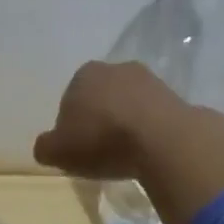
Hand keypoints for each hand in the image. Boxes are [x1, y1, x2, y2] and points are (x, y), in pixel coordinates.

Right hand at [32, 61, 185, 179]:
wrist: (163, 141)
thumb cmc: (102, 140)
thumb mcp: (59, 151)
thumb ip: (46, 147)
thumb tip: (46, 146)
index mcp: (84, 74)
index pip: (70, 99)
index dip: (72, 125)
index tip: (78, 148)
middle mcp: (116, 68)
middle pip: (102, 97)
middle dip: (101, 119)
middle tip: (102, 151)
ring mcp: (150, 80)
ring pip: (130, 104)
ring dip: (128, 123)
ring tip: (129, 155)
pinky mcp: (177, 97)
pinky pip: (156, 116)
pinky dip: (151, 130)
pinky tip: (151, 151)